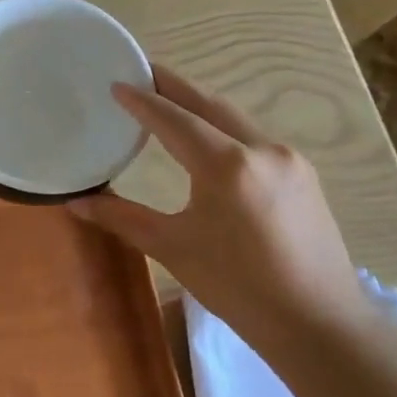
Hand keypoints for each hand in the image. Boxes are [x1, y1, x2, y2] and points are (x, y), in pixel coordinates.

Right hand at [70, 67, 369, 343]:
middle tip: (142, 72)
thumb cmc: (239, 288)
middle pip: (209, 103)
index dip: (142, 101)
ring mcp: (289, 159)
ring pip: (235, 118)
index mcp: (226, 165)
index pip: (174, 119)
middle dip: (173, 86)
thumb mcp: (174, 249)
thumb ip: (123, 218)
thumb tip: (77, 202)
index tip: (116, 83)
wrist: (319, 323)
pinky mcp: (303, 175)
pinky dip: (224, 127)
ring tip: (169, 101)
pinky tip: (209, 139)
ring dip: (200, 105)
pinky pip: (254, 137)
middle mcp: (261, 149)